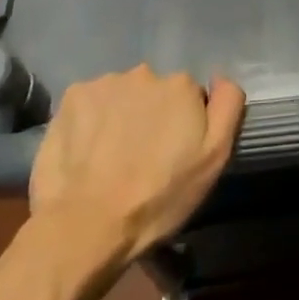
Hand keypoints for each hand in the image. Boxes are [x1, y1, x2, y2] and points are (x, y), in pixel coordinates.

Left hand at [27, 66, 244, 264]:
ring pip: (121, 95)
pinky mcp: (71, 97)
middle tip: (140, 157)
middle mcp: (145, 73)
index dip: (183, 124)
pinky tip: (85, 149)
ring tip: (109, 157)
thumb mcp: (213, 159)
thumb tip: (220, 78)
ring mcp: (105, 83)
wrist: (87, 226)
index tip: (172, 153)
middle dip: (150, 115)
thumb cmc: (158, 197)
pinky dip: (90, 119)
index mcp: (181, 85)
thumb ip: (227, 107)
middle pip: (154, 91)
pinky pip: (89, 102)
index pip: (189, 96)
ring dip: (120, 116)